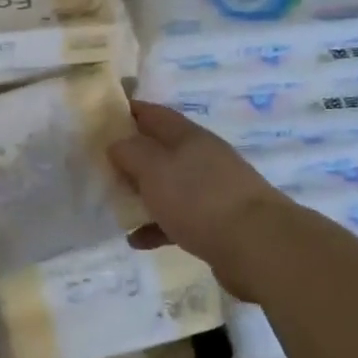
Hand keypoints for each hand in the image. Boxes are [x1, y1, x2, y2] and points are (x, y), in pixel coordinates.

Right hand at [108, 101, 293, 299]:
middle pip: (160, 150)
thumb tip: (117, 143)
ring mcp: (211, 191)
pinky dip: (156, 227)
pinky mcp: (216, 223)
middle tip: (100, 166)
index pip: (153, 114)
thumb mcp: (154, 168)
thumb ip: (130, 152)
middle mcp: (202, 158)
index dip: (127, 111)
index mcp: (188, 136)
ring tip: (116, 206)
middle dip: (131, 157)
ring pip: (168, 186)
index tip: (101, 116)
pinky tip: (137, 240)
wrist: (257, 246)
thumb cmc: (199, 198)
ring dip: (142, 194)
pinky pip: (177, 220)